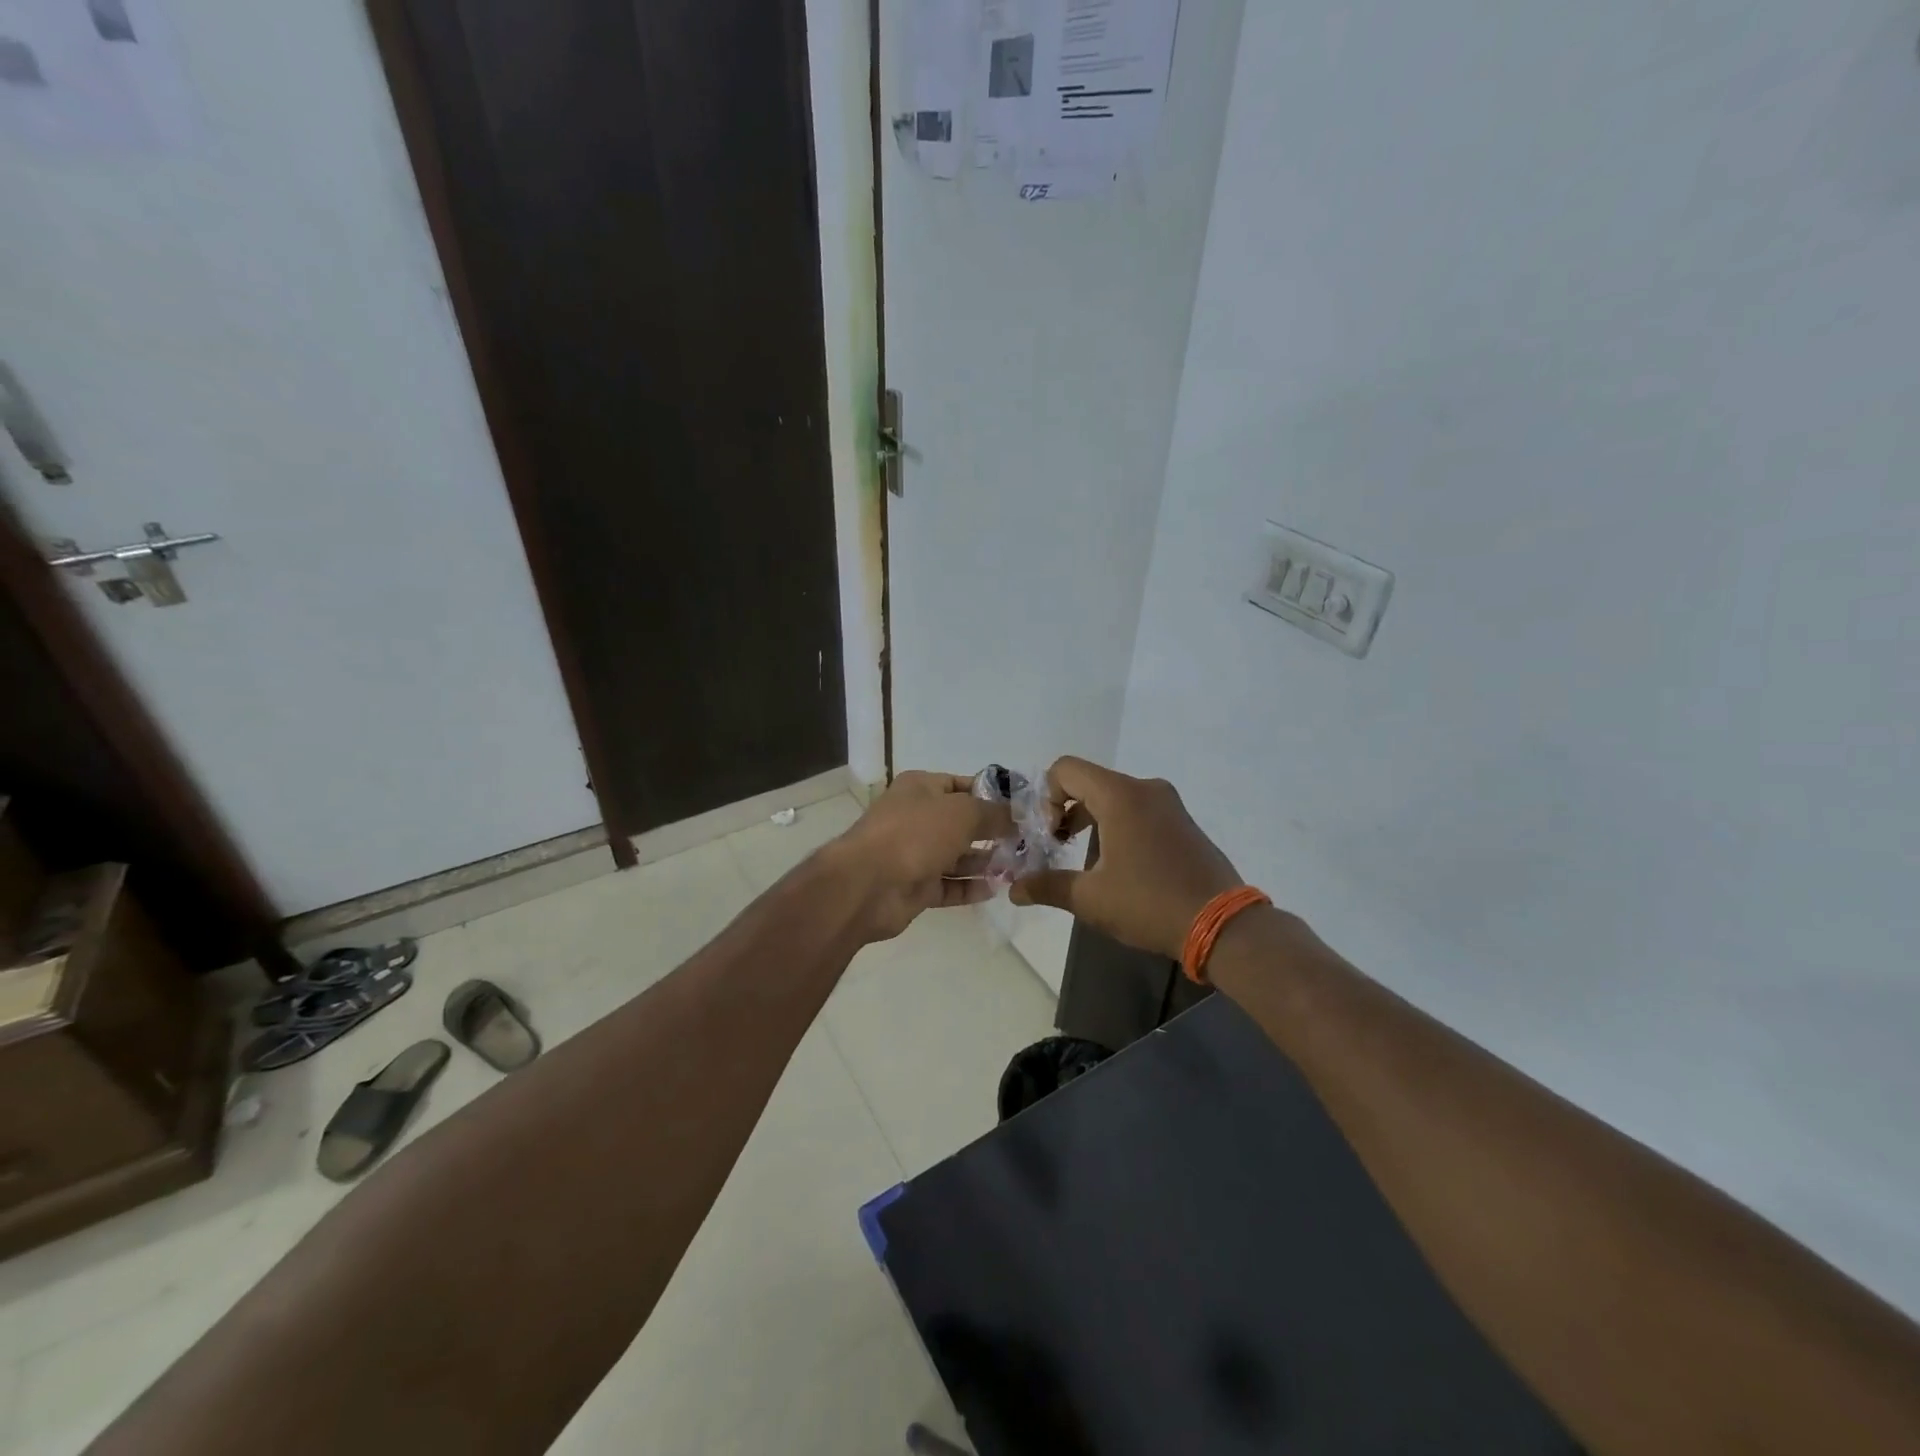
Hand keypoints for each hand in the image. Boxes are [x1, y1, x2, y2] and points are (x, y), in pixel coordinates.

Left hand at [824, 772, 1009, 942]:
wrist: (868, 884)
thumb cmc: (916, 834)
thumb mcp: (963, 812)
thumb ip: (994, 814)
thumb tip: (1016, 817)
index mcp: (920, 788)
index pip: (962, 785)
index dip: (991, 795)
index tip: (1021, 809)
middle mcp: (916, 817)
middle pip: (961, 823)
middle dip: (992, 832)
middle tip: (1027, 843)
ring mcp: (914, 854)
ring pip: (956, 856)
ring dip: (985, 862)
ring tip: (1018, 867)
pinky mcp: (915, 887)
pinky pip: (949, 886)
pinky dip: (970, 887)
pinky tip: (997, 889)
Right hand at [1011, 757, 1243, 959]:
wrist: (1222, 925)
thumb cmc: (1149, 903)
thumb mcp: (1090, 898)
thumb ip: (1047, 886)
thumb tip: (1014, 890)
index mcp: (1120, 795)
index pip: (1066, 769)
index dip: (1045, 796)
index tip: (1046, 834)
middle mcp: (1145, 788)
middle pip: (1089, 781)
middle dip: (1065, 809)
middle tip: (1056, 845)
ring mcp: (1169, 804)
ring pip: (1114, 796)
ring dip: (1091, 818)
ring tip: (1083, 858)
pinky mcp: (1183, 822)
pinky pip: (1139, 809)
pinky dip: (1118, 824)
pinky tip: (1118, 863)